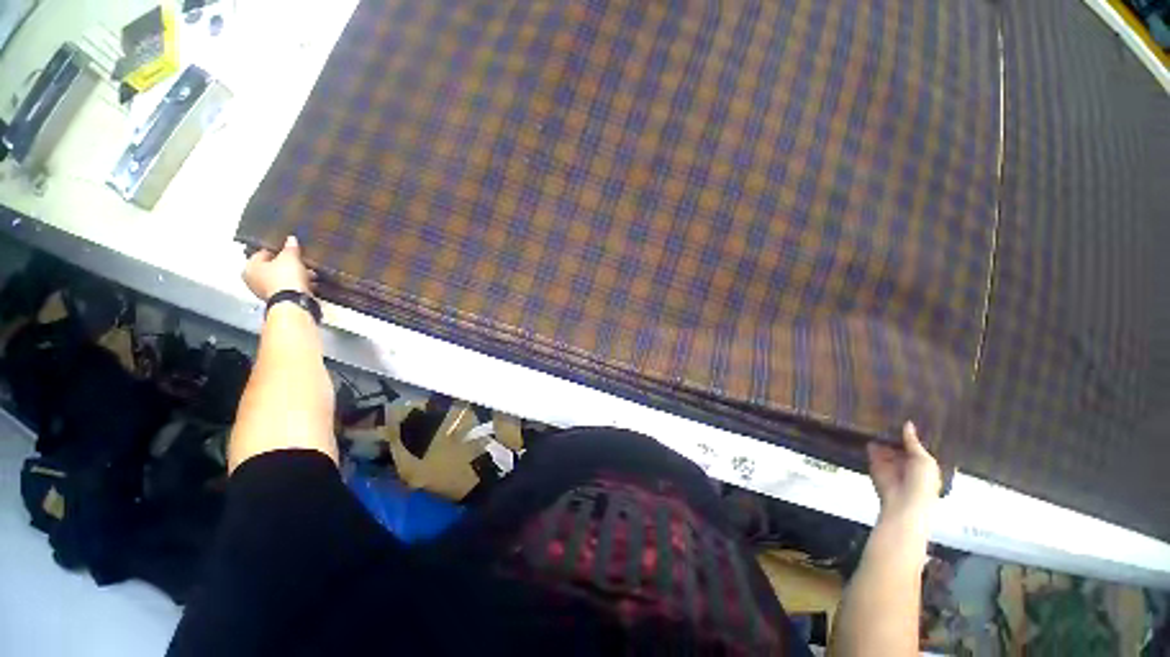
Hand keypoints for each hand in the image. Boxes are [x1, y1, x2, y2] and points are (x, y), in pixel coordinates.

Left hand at [243, 235, 314, 300]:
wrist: (294, 301)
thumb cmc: (286, 276)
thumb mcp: (290, 257)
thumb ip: (290, 248)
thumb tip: (291, 239)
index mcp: (250, 266)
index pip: (264, 253)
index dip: (279, 250)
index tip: (292, 250)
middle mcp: (253, 279)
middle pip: (273, 267)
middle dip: (289, 265)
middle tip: (302, 262)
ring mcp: (265, 291)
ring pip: (282, 278)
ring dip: (296, 276)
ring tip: (311, 274)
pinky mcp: (278, 300)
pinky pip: (288, 288)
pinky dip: (297, 286)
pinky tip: (310, 284)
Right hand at [867, 421, 941, 520]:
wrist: (904, 500)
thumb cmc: (922, 482)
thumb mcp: (924, 460)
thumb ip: (913, 442)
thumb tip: (908, 424)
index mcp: (921, 461)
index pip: (914, 444)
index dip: (910, 432)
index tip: (906, 414)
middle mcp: (905, 460)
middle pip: (898, 443)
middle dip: (893, 431)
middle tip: (888, 412)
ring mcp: (889, 461)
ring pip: (884, 444)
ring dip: (880, 434)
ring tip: (875, 415)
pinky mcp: (874, 462)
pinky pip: (871, 449)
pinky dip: (869, 440)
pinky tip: (866, 426)